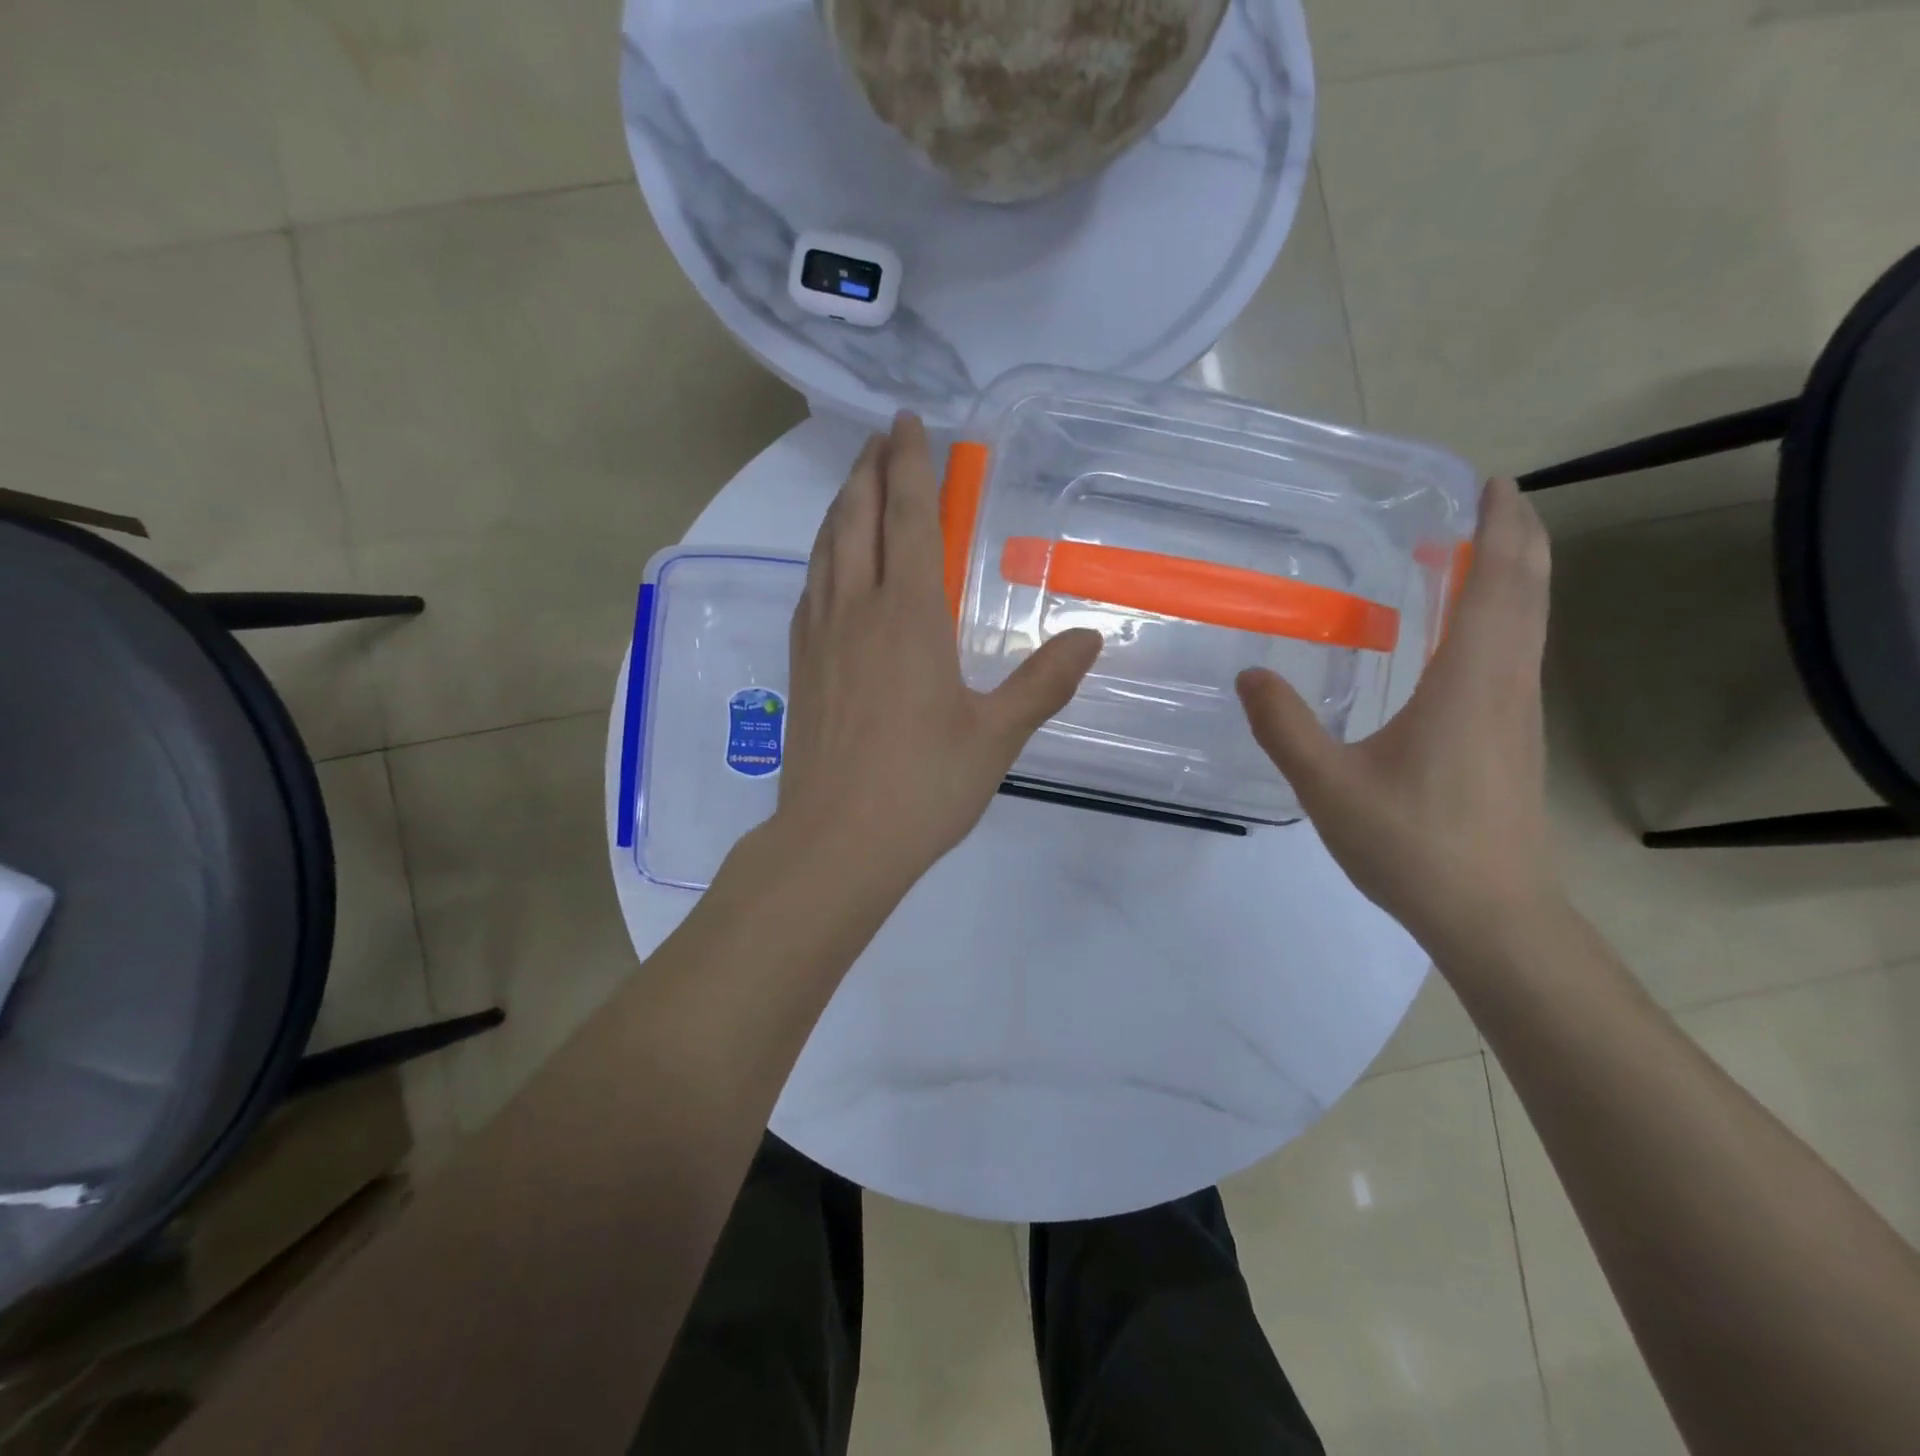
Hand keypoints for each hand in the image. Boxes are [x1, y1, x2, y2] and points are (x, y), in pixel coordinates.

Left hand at [773, 412, 1102, 886]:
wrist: (837, 840)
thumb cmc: (923, 787)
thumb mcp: (997, 737)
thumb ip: (1044, 682)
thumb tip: (1090, 637)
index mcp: (908, 616)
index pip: (909, 517)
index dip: (910, 465)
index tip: (909, 424)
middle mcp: (857, 609)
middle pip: (857, 517)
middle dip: (870, 468)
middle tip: (883, 436)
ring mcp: (820, 635)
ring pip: (826, 547)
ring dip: (841, 504)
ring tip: (856, 482)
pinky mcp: (800, 663)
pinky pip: (810, 586)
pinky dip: (823, 554)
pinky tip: (831, 562)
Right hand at [1236, 478, 1560, 951]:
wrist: (1492, 915)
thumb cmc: (1414, 845)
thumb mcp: (1329, 786)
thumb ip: (1285, 726)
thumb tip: (1249, 674)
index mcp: (1470, 683)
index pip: (1499, 584)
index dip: (1500, 527)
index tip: (1489, 482)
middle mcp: (1506, 685)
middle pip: (1529, 591)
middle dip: (1517, 536)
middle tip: (1485, 499)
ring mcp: (1517, 713)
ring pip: (1530, 622)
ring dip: (1512, 575)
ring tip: (1473, 549)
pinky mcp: (1513, 738)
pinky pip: (1515, 653)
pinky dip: (1502, 616)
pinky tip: (1465, 632)